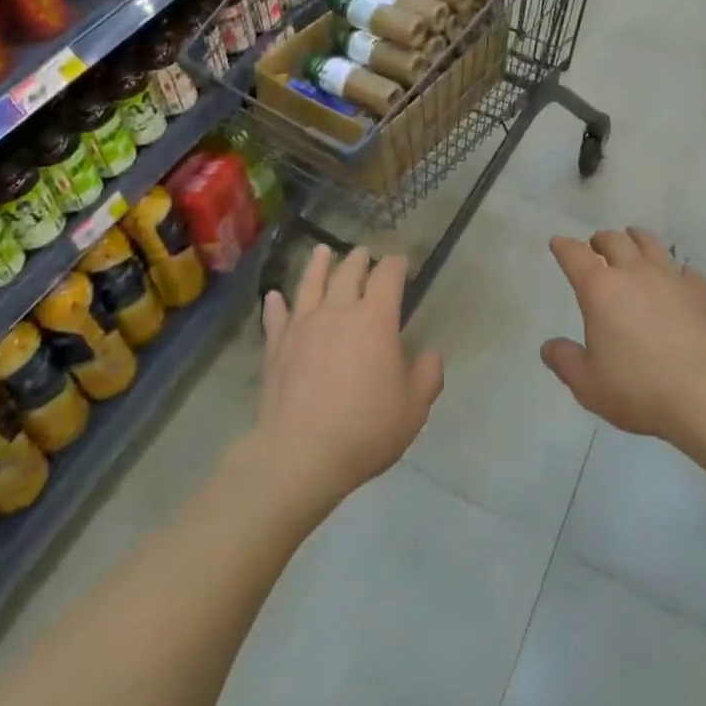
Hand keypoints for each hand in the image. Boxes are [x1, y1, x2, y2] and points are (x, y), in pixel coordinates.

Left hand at [251, 245, 444, 513]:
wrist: (300, 454)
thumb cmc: (364, 429)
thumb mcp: (413, 409)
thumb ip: (427, 376)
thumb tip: (431, 354)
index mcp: (375, 319)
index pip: (388, 276)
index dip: (395, 264)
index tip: (400, 261)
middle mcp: (338, 311)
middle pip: (348, 272)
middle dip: (359, 259)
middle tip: (363, 252)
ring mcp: (303, 326)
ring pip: (310, 283)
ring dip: (318, 265)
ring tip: (322, 251)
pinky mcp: (276, 346)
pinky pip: (276, 317)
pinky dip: (276, 303)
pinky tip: (274, 296)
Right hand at [541, 228, 705, 446]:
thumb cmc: (640, 389)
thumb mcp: (589, 385)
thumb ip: (565, 362)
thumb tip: (549, 347)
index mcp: (600, 289)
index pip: (575, 255)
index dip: (563, 246)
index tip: (558, 244)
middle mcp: (633, 273)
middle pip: (614, 240)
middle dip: (600, 239)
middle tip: (596, 246)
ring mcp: (670, 278)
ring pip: (650, 244)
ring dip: (635, 240)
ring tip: (632, 242)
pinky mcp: (700, 292)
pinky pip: (685, 270)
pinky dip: (675, 271)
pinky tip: (676, 280)